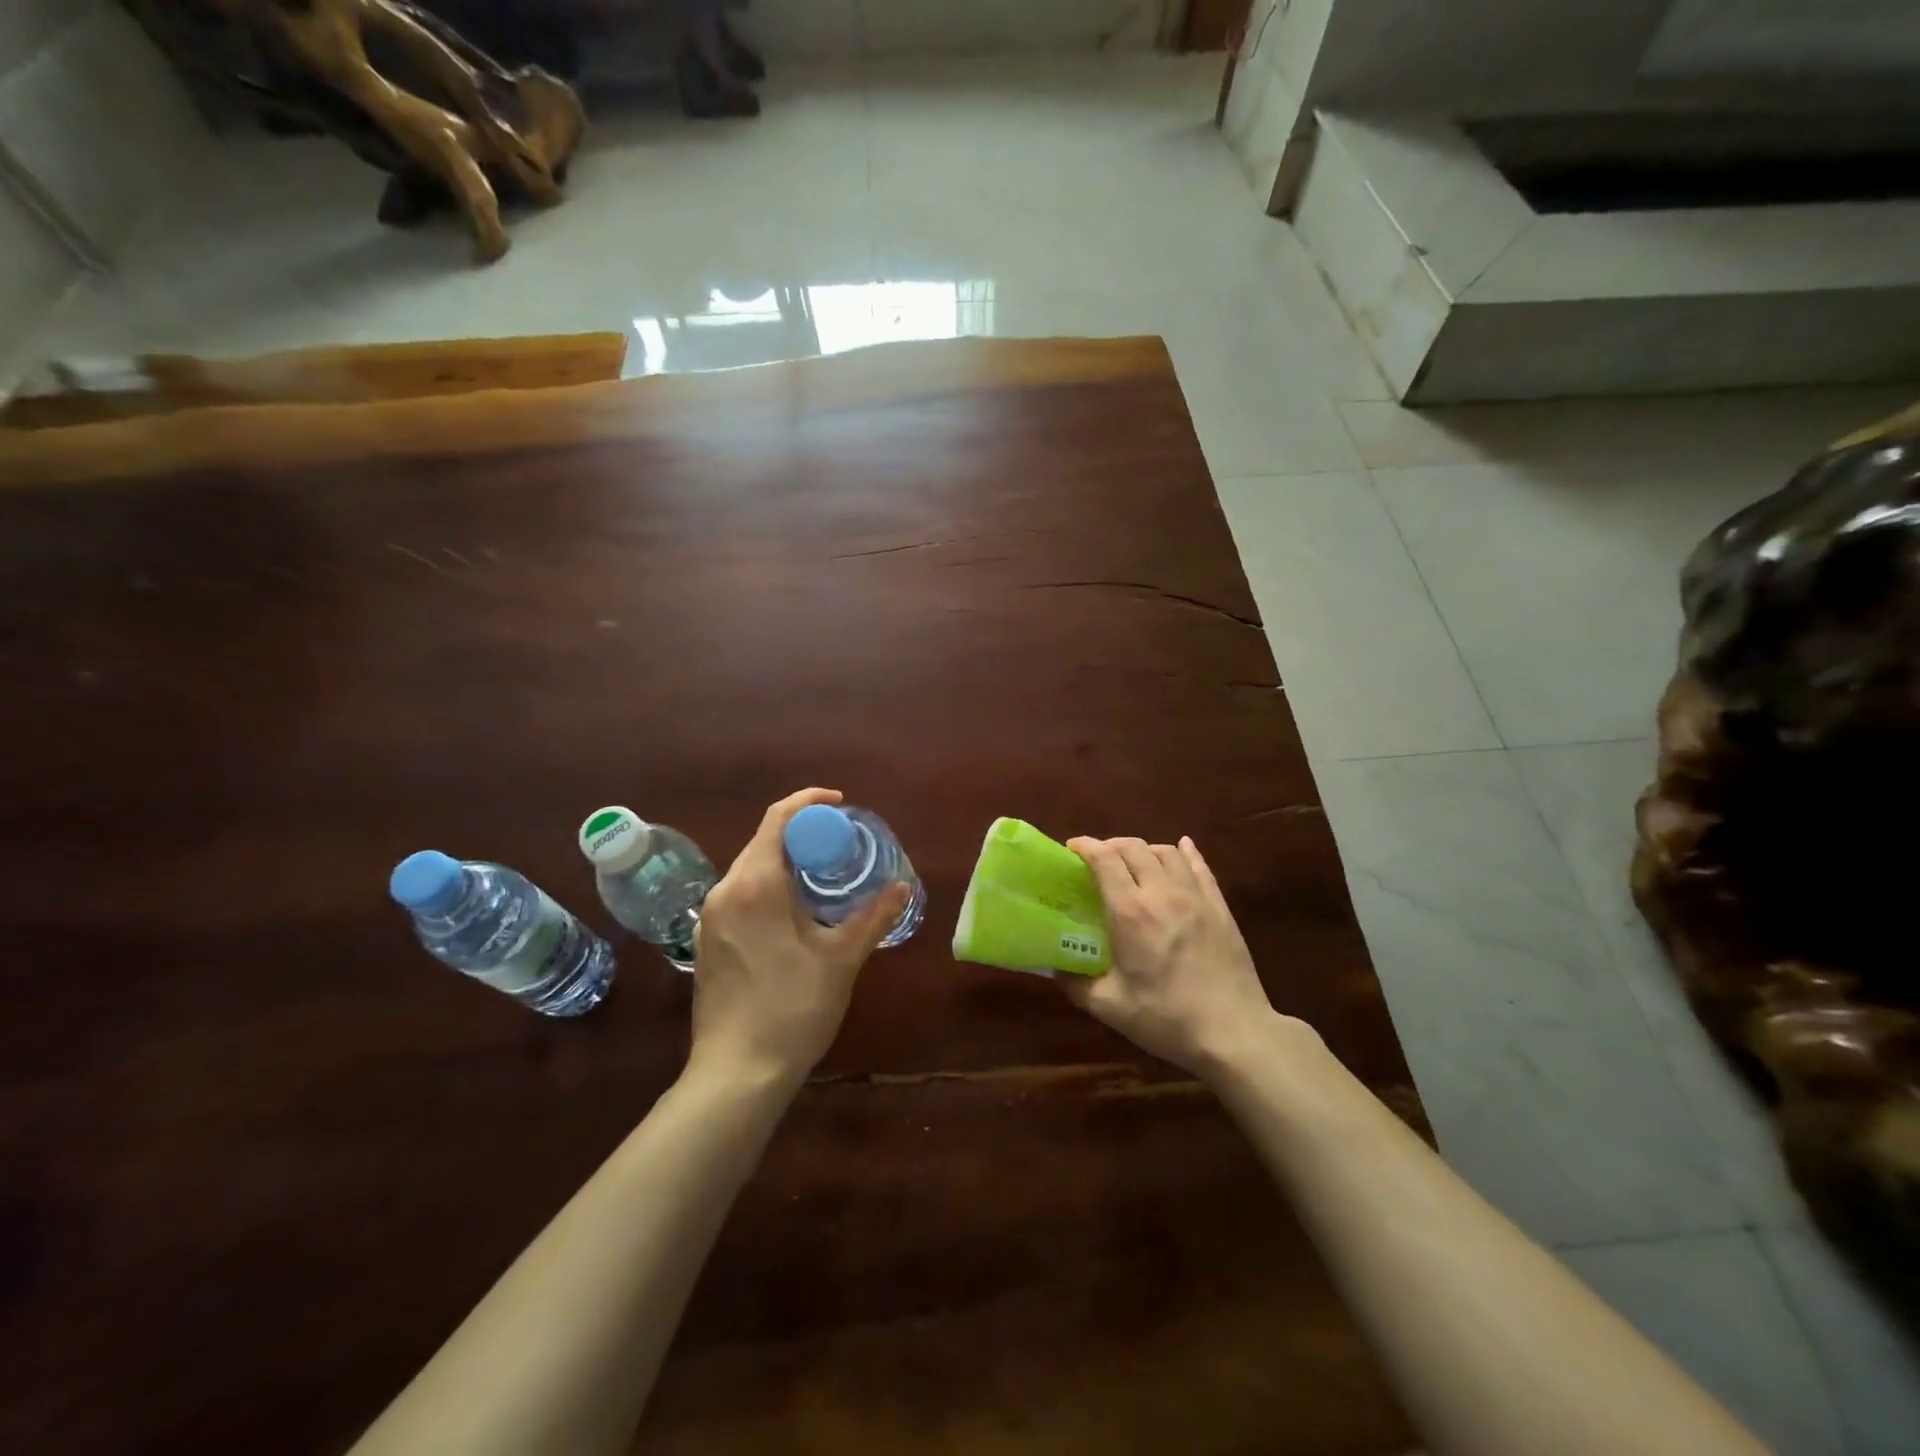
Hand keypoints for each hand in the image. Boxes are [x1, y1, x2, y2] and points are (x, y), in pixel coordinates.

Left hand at [688, 788, 909, 1087]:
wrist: (736, 1074)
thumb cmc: (792, 1009)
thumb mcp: (840, 959)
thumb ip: (872, 917)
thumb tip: (902, 887)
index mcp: (754, 884)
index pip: (778, 819)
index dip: (810, 803)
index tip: (841, 806)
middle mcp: (724, 891)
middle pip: (764, 841)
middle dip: (803, 835)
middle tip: (842, 846)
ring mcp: (710, 918)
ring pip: (751, 869)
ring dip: (787, 863)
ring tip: (824, 878)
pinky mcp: (707, 942)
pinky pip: (741, 895)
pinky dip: (770, 888)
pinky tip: (795, 914)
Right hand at [1063, 835, 1290, 1077]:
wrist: (1234, 1033)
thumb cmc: (1166, 1019)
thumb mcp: (1110, 1007)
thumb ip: (1075, 984)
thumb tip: (1053, 968)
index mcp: (1130, 912)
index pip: (1104, 859)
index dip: (1085, 846)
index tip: (1071, 850)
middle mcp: (1161, 893)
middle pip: (1133, 847)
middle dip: (1111, 845)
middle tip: (1098, 861)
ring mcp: (1195, 896)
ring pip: (1166, 851)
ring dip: (1144, 850)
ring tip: (1134, 863)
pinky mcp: (1219, 906)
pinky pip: (1200, 866)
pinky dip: (1185, 852)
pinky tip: (1182, 849)